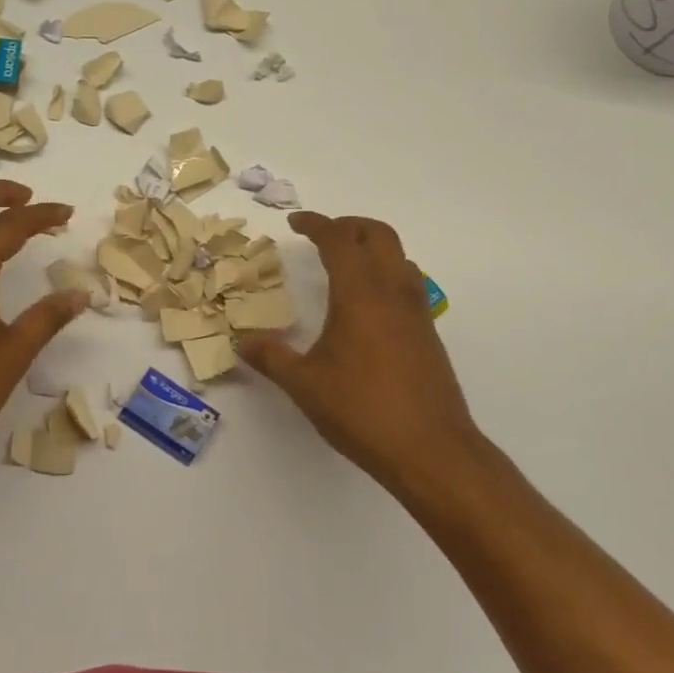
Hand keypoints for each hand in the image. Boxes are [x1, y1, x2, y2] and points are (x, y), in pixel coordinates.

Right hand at [239, 212, 491, 498]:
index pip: (339, 239)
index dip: (316, 224)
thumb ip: (271, 358)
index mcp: (360, 293)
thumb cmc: (363, 410)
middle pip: (377, 234)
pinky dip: (386, 273)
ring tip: (345, 264)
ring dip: (372, 247)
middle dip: (348, 225)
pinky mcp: (428, 333)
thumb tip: (241, 343)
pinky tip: (368, 305)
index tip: (296, 223)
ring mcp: (417, 311)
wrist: (432, 450)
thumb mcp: (305, 384)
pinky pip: (408, 282)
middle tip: (321, 236)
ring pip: (398, 256)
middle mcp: (393, 291)